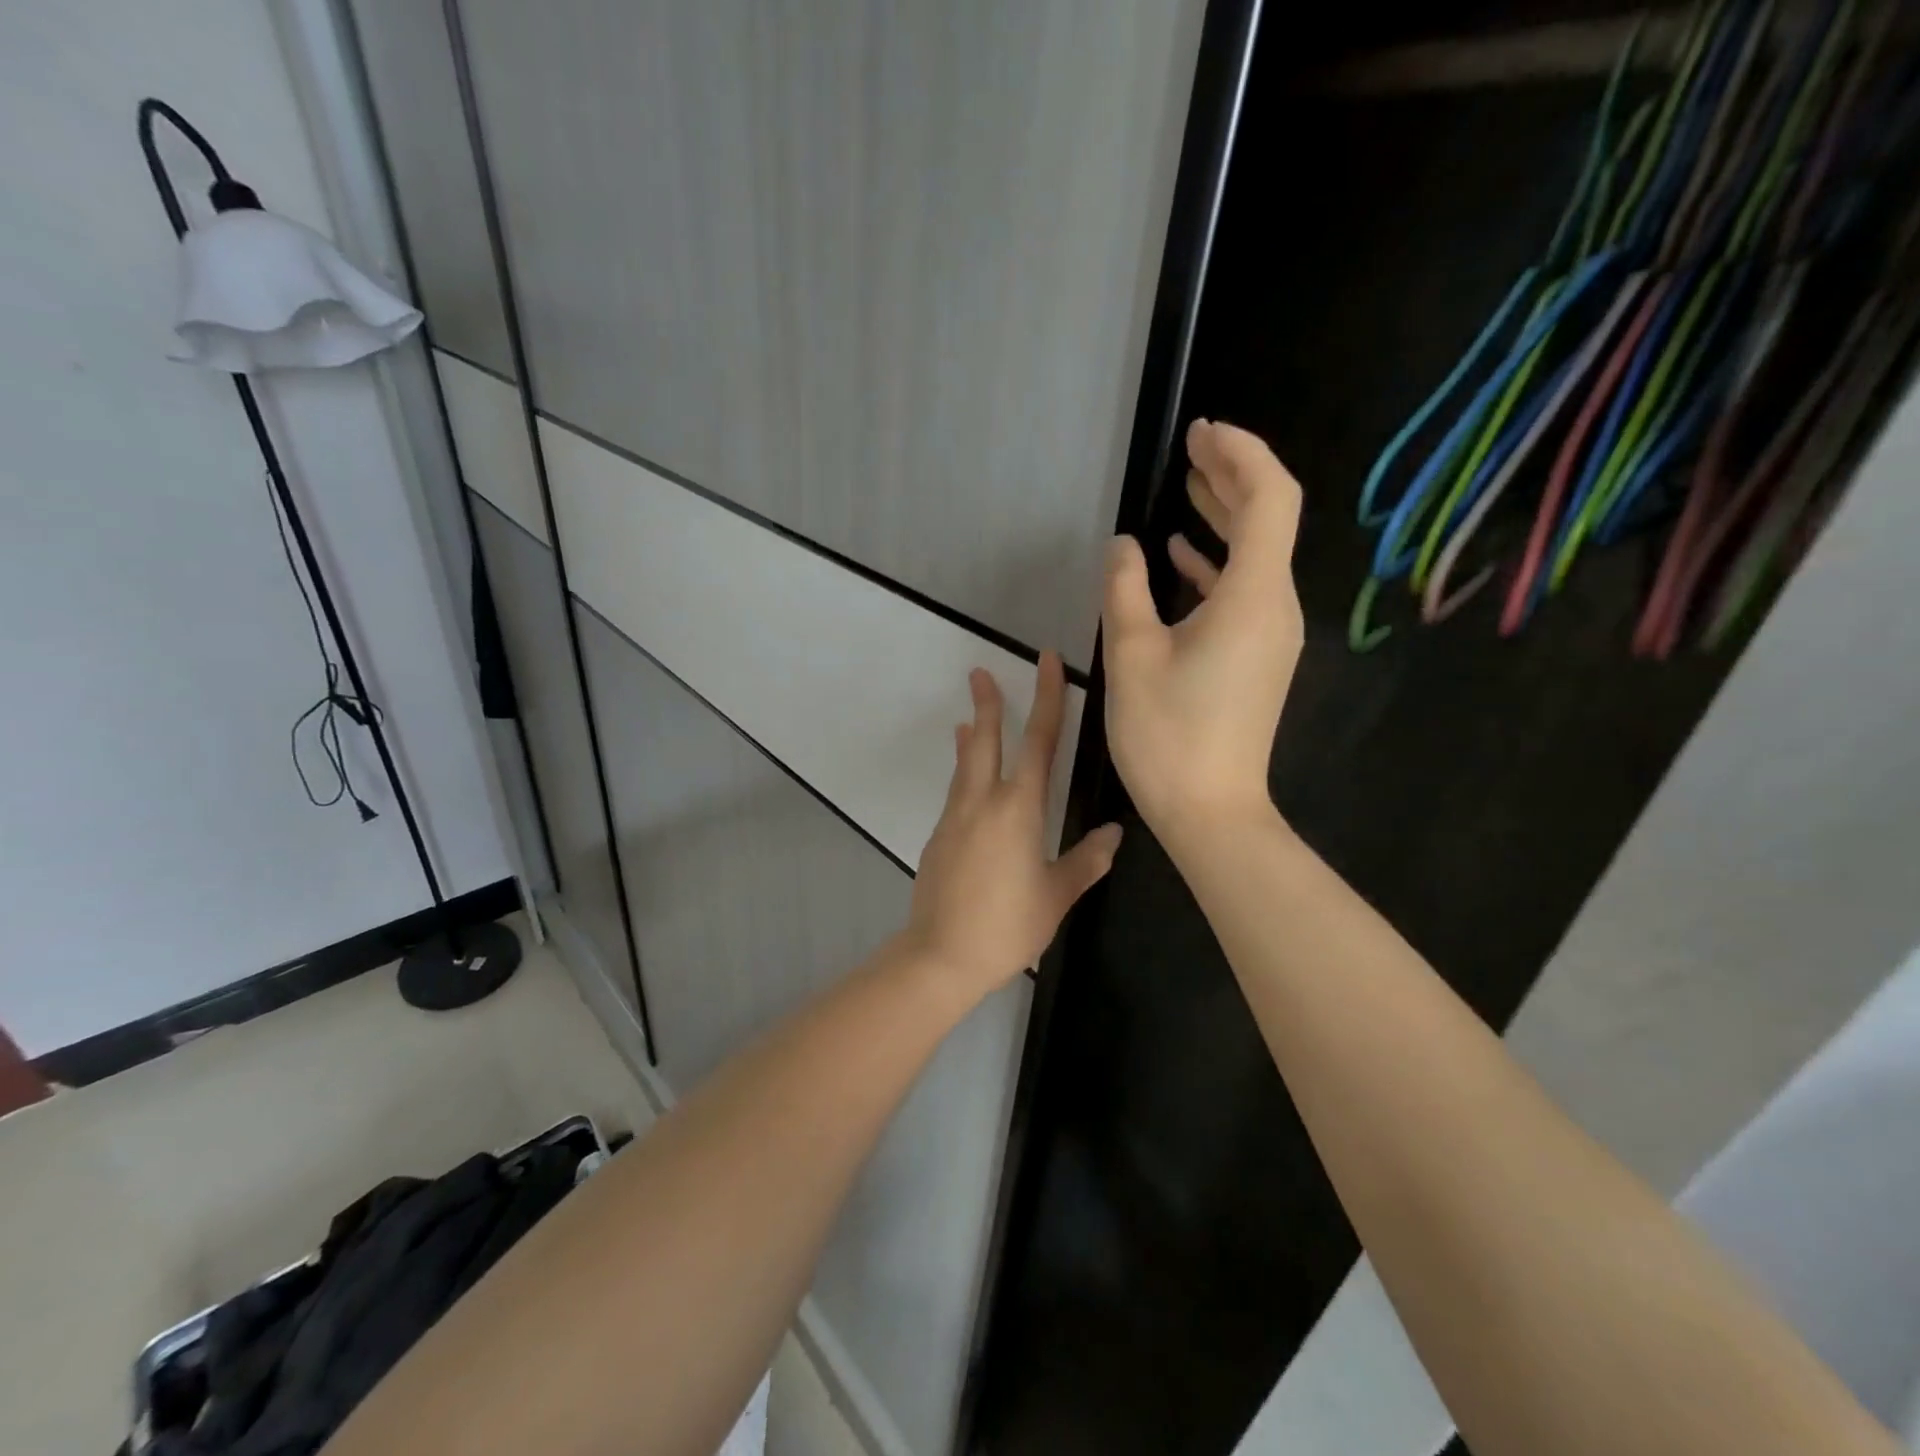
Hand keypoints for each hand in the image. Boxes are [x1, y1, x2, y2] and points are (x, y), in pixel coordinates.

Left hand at [904, 653, 1122, 997]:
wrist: (941, 955)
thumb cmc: (1007, 926)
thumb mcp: (1056, 895)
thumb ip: (1086, 860)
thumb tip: (1114, 833)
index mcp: (1018, 809)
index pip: (1038, 741)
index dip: (1047, 698)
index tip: (1047, 662)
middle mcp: (982, 802)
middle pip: (984, 741)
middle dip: (987, 704)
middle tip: (980, 672)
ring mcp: (955, 818)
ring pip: (965, 765)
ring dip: (970, 738)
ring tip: (969, 718)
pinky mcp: (938, 837)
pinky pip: (955, 793)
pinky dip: (962, 774)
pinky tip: (968, 785)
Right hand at [1103, 419, 1303, 843]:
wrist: (1210, 812)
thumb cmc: (1168, 735)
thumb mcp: (1132, 656)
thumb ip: (1125, 589)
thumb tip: (1124, 546)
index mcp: (1254, 596)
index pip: (1270, 498)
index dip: (1240, 455)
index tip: (1201, 433)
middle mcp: (1276, 607)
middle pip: (1269, 520)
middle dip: (1231, 476)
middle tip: (1192, 448)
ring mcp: (1271, 635)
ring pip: (1255, 556)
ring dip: (1223, 518)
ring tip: (1186, 487)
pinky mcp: (1258, 658)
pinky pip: (1243, 592)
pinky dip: (1214, 565)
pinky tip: (1180, 557)